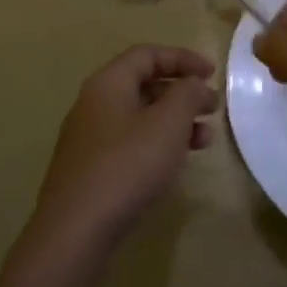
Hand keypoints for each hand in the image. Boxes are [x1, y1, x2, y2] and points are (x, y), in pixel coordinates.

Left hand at [30, 45, 218, 261]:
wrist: (75, 232)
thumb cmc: (126, 166)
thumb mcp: (168, 124)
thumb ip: (187, 94)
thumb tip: (192, 84)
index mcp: (108, 83)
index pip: (147, 55)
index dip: (182, 58)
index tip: (212, 74)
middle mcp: (93, 104)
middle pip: (142, 84)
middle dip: (181, 93)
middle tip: (212, 109)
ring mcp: (88, 139)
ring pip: (139, 117)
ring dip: (174, 122)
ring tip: (204, 140)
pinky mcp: (90, 170)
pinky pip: (130, 143)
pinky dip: (157, 144)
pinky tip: (175, 165)